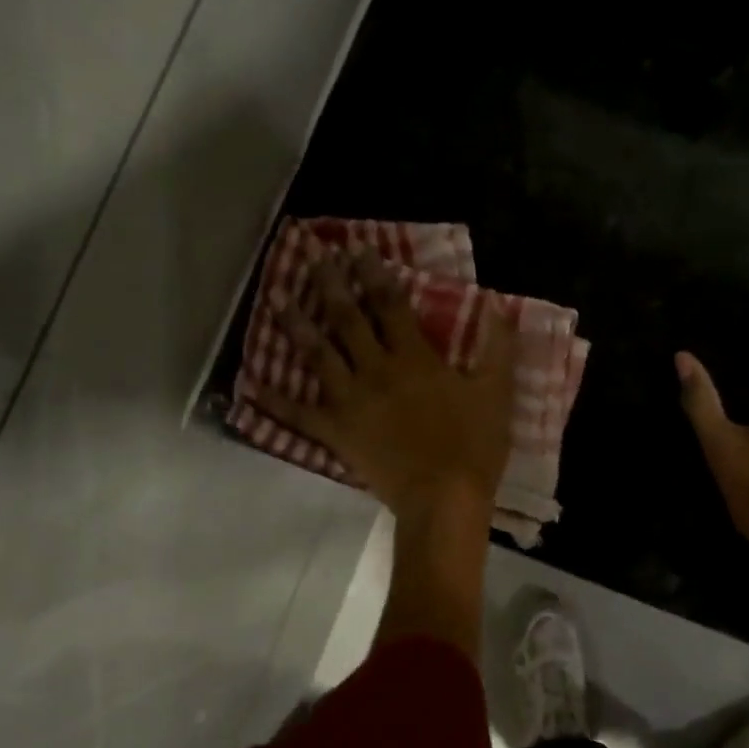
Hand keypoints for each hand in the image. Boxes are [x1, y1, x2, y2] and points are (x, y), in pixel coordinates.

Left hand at [257, 250, 515, 519]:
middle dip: (329, 284)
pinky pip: (298, 415)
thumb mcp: (496, 392)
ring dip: (296, 324)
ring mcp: (350, 402)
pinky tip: (249, 384)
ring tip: (275, 296)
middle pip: (346, 319)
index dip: (373, 273)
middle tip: (311, 255)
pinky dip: (273, 401)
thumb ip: (497, 348)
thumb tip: (499, 307)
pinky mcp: (336, 433)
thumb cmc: (473, 446)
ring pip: (317, 355)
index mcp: (413, 358)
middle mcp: (375, 371)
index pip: (389, 304)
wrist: (443, 500)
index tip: (356, 247)